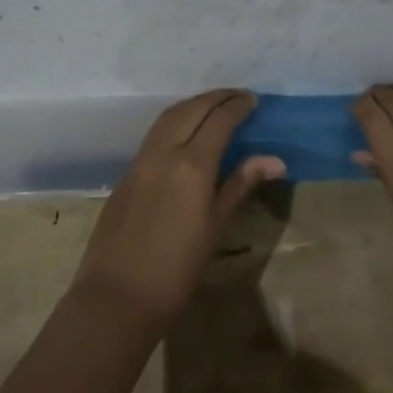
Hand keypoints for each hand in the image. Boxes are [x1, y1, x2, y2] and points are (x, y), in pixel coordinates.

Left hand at [74, 90, 284, 328]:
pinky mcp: (127, 173)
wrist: (118, 296)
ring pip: (168, 117)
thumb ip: (240, 185)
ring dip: (193, 104)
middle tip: (238, 96)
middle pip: (192, 109)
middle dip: (216, 98)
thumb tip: (275, 160)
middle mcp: (164, 152)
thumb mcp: (216, 227)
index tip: (254, 100)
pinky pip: (154, 133)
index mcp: (191, 164)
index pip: (219, 120)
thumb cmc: (177, 269)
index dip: (237, 106)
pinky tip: (185, 131)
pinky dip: (175, 120)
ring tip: (214, 106)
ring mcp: (140, 160)